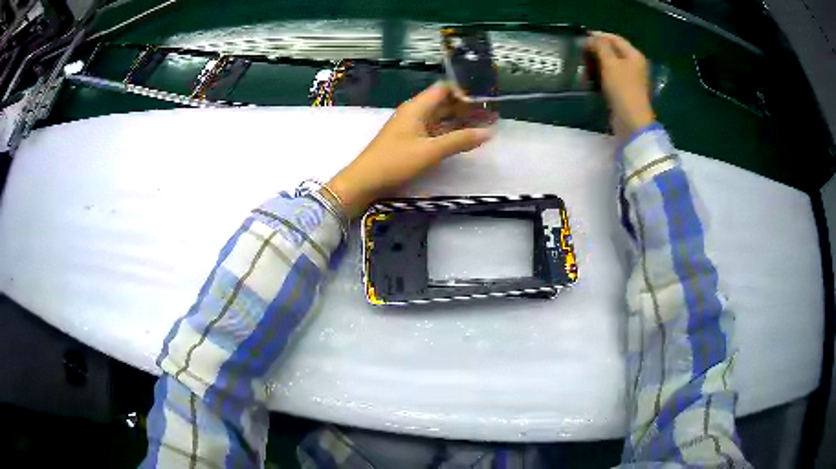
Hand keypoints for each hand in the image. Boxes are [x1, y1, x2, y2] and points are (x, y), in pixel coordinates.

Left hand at [327, 83, 494, 217]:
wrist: (365, 181)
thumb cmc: (395, 162)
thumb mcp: (430, 151)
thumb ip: (460, 140)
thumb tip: (488, 132)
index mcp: (417, 107)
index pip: (444, 88)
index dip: (464, 90)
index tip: (485, 96)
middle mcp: (416, 112)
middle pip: (445, 103)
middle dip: (468, 106)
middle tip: (493, 112)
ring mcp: (413, 127)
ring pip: (442, 118)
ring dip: (462, 120)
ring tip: (487, 124)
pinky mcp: (412, 141)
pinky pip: (436, 131)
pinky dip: (452, 132)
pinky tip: (467, 138)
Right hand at [586, 32, 655, 140]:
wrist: (631, 120)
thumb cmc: (622, 88)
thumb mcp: (610, 63)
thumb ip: (600, 46)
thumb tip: (592, 38)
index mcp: (634, 55)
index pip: (615, 39)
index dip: (599, 35)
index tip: (582, 36)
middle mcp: (635, 65)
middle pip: (614, 51)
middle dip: (598, 48)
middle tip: (581, 48)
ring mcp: (631, 79)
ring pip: (612, 63)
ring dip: (598, 61)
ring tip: (583, 60)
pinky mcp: (625, 90)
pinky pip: (611, 76)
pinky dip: (601, 73)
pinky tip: (591, 74)